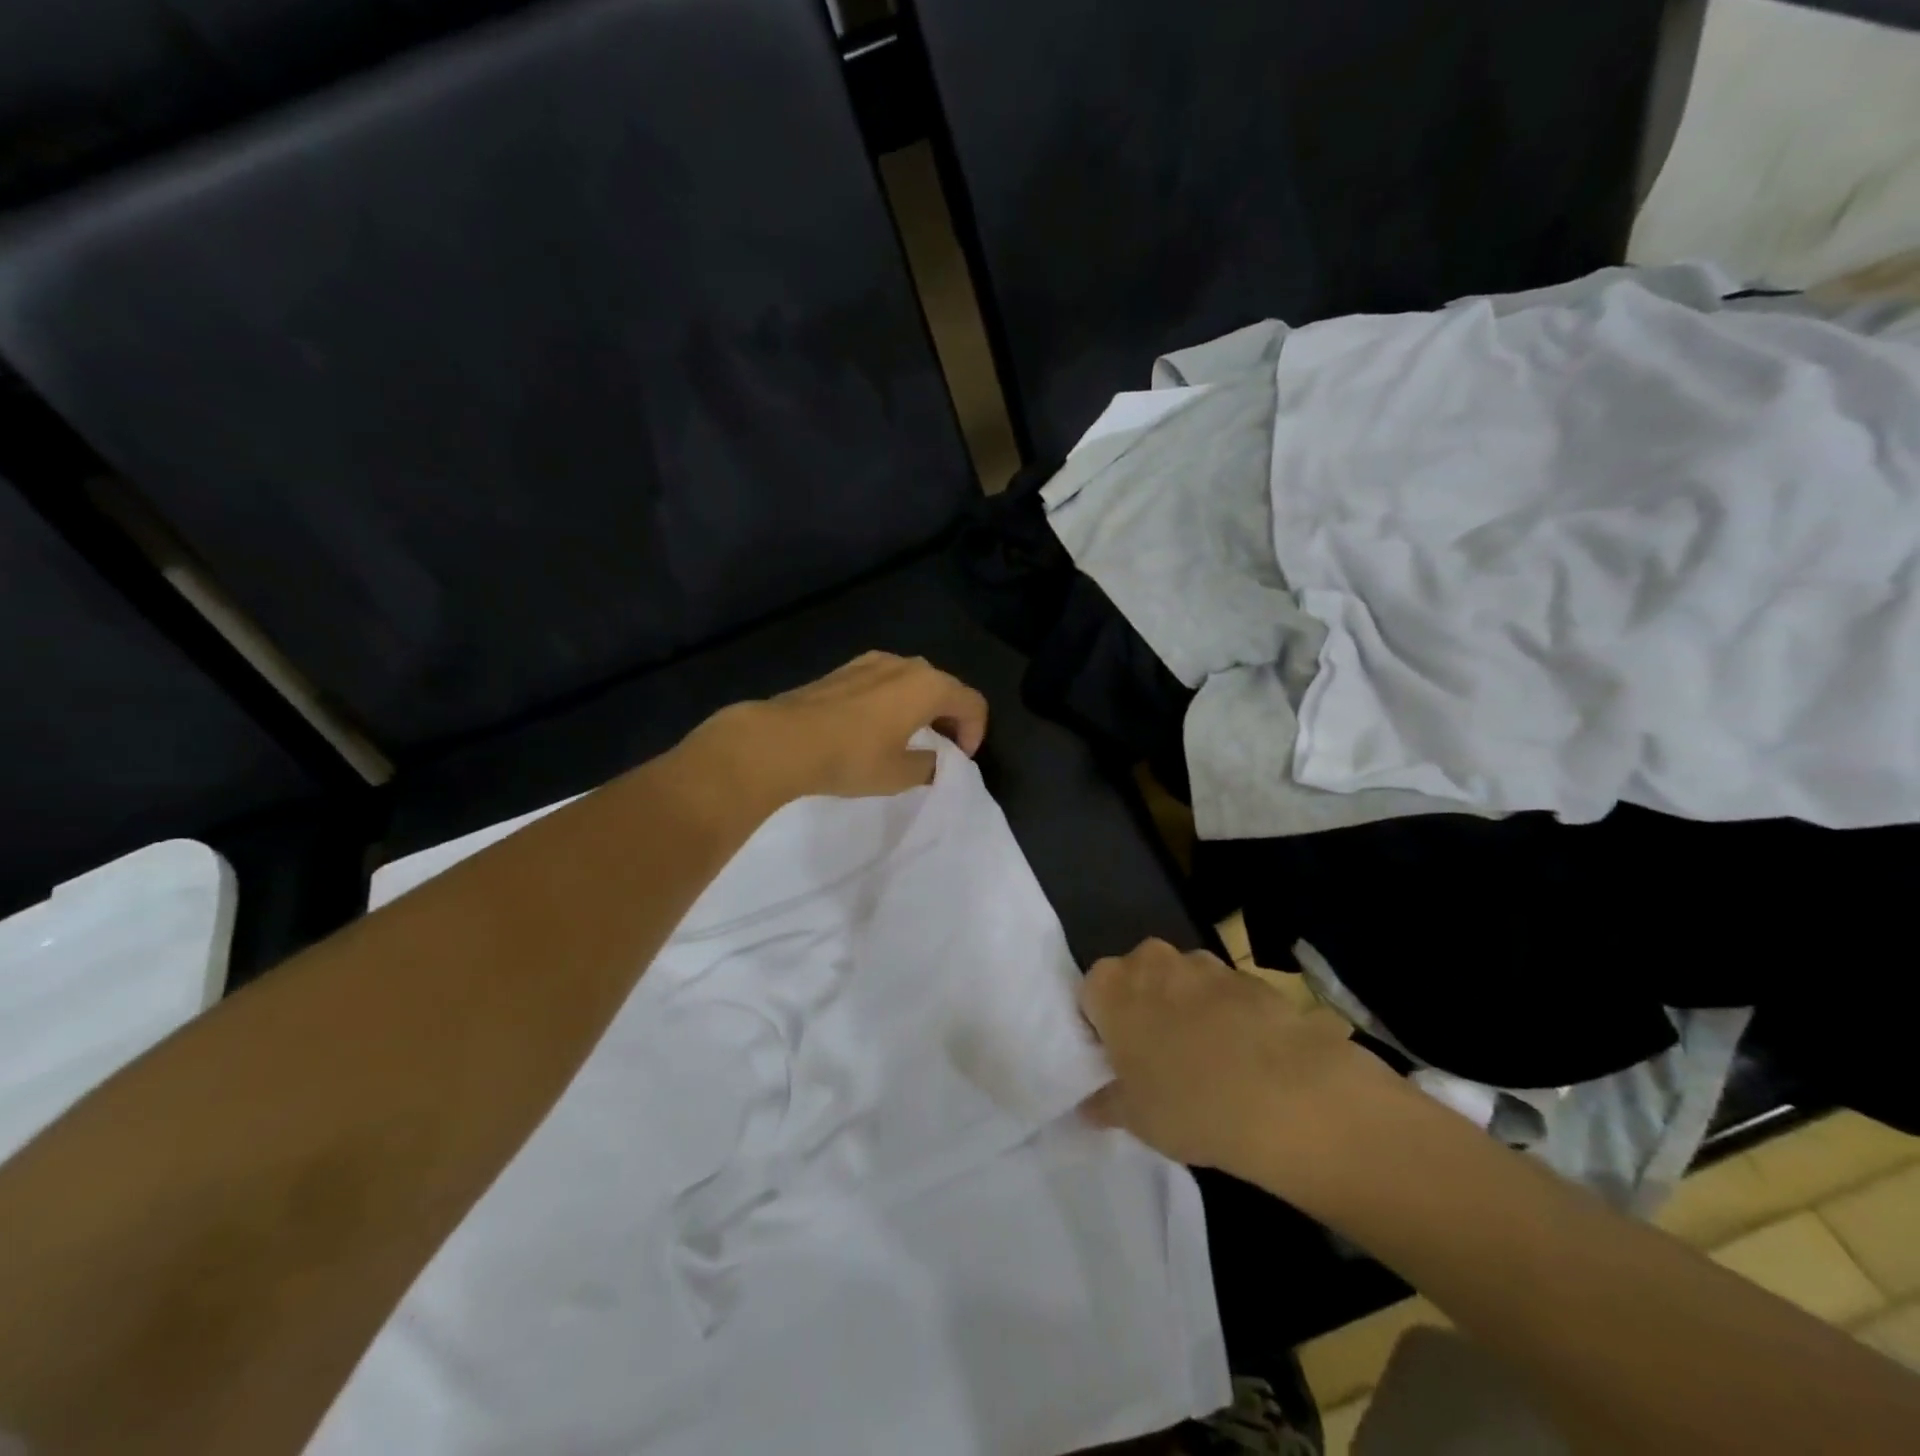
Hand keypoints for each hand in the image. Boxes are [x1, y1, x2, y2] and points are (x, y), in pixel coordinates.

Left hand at [687, 652, 988, 804]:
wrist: (782, 740)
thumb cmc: (851, 757)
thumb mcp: (899, 774)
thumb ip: (928, 766)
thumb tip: (931, 760)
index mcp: (928, 685)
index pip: (972, 703)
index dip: (975, 732)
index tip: (960, 759)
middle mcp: (905, 665)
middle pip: (944, 687)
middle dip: (950, 717)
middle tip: (941, 748)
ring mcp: (871, 662)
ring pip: (912, 681)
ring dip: (921, 707)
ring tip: (908, 737)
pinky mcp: (844, 669)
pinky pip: (884, 682)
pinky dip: (893, 701)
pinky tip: (874, 727)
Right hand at [1078, 939, 1400, 1186]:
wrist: (1287, 1095)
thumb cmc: (1187, 1103)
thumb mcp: (1134, 1117)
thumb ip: (1105, 1103)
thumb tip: (1088, 1106)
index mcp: (1110, 984)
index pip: (1090, 996)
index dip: (1101, 1029)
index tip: (1117, 1063)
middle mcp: (1152, 959)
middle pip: (1136, 981)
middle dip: (1143, 1012)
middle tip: (1157, 1063)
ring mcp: (1204, 963)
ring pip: (1181, 984)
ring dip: (1185, 1011)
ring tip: (1207, 1063)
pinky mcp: (1250, 976)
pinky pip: (1223, 995)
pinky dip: (1227, 1017)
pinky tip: (1244, 1060)